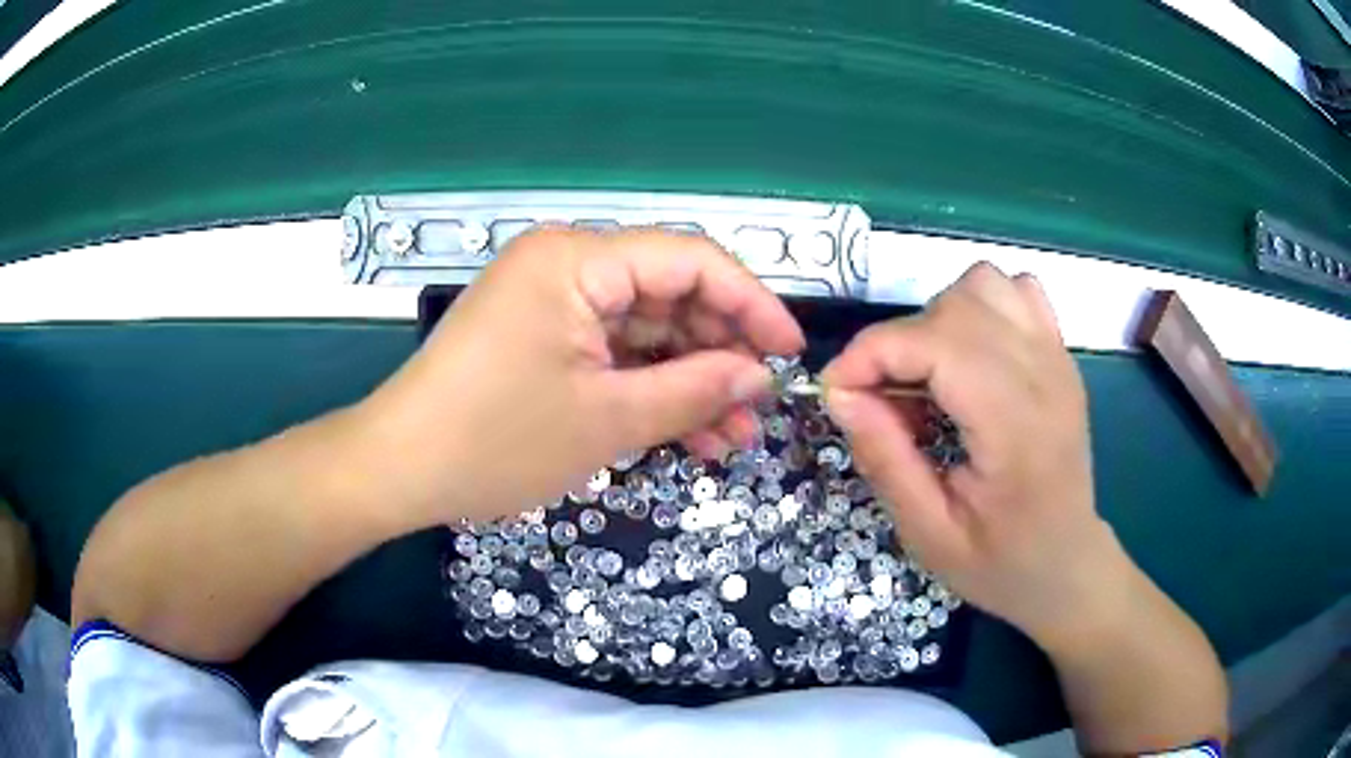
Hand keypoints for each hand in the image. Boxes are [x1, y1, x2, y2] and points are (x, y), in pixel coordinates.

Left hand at [361, 227, 804, 524]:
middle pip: (669, 295)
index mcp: (578, 260)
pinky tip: (687, 432)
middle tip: (758, 411)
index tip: (789, 353)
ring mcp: (552, 301)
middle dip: (719, 355)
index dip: (750, 303)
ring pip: (645, 331)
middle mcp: (566, 264)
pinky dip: (648, 389)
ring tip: (731, 438)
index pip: (690, 260)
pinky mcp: (543, 335)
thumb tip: (758, 376)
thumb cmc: (495, 441)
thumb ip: (694, 390)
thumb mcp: (607, 421)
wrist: (399, 471)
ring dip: (689, 381)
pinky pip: (612, 353)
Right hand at [821, 263, 1127, 645]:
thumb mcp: (928, 534)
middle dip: (898, 343)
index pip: (936, 344)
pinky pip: (1017, 291)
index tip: (837, 393)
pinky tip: (971, 356)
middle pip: (954, 306)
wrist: (1067, 565)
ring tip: (929, 375)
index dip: (871, 354)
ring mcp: (1058, 358)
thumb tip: (840, 393)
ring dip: (939, 318)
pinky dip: (980, 307)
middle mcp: (1044, 376)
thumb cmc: (1000, 563)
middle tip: (882, 401)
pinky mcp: (1061, 354)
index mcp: (1015, 428)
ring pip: (984, 284)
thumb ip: (885, 460)